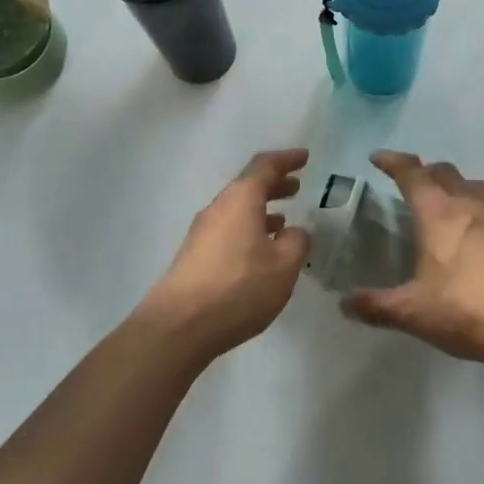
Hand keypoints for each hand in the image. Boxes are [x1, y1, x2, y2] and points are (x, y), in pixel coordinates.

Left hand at [137, 149, 311, 362]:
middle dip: (274, 184)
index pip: (265, 166)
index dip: (286, 159)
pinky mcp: (195, 256)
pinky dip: (249, 228)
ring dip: (261, 209)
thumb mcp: (283, 265)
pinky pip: (228, 229)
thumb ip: (296, 242)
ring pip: (237, 209)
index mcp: (241, 199)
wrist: (178, 326)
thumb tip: (294, 232)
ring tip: (284, 219)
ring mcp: (202, 232)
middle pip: (248, 186)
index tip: (305, 157)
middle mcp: (218, 208)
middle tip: (297, 187)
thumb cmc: (238, 287)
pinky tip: (260, 250)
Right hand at [341, 152, 483, 367]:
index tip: (378, 158)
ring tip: (449, 201)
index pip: (411, 173)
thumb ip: (376, 306)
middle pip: (444, 172)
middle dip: (425, 172)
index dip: (393, 162)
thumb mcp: (412, 312)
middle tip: (412, 184)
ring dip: (458, 186)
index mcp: (437, 213)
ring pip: (475, 184)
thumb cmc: (465, 309)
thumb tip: (345, 304)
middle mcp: (468, 203)